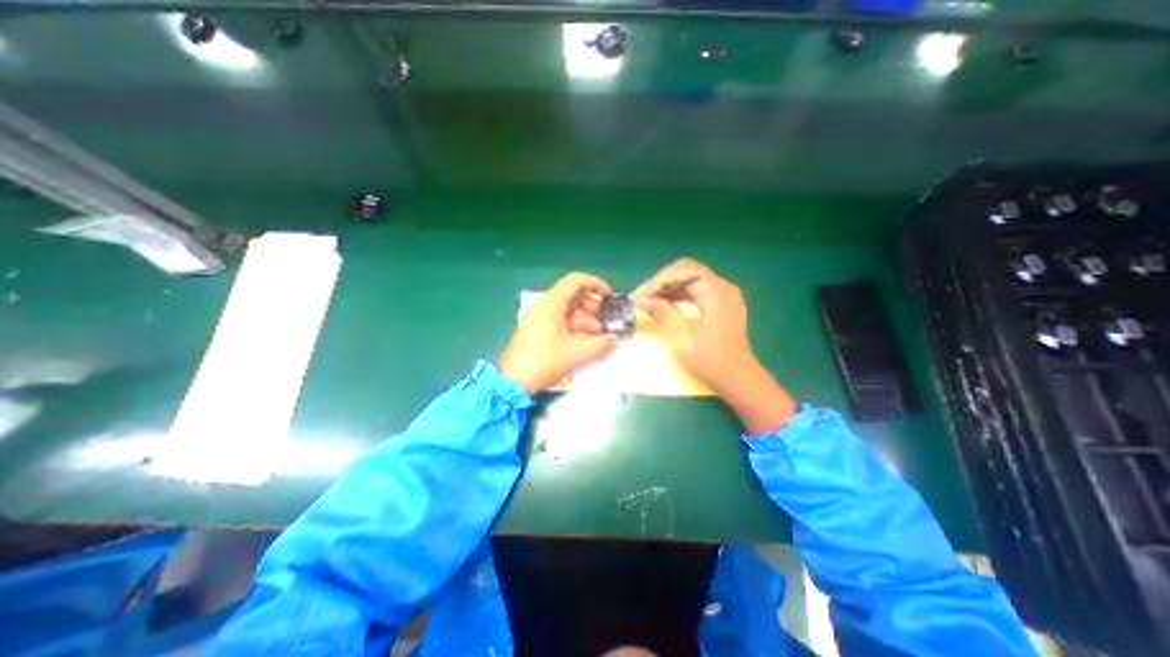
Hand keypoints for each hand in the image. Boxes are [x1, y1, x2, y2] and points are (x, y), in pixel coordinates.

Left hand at [495, 271, 614, 393]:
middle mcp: (546, 307)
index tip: (609, 297)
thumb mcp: (576, 353)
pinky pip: (562, 324)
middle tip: (606, 323)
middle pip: (574, 297)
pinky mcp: (540, 332)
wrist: (513, 381)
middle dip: (594, 308)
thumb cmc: (544, 361)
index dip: (596, 284)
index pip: (576, 281)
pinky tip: (586, 344)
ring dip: (587, 322)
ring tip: (599, 338)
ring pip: (569, 312)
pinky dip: (576, 330)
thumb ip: (600, 345)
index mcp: (553, 303)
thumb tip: (615, 340)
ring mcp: (541, 319)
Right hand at [636, 258, 800, 434]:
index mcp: (715, 291)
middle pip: (687, 270)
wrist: (738, 379)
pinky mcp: (724, 304)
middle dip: (662, 281)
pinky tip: (666, 305)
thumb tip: (643, 300)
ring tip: (650, 301)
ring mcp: (725, 295)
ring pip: (692, 279)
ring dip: (670, 287)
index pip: (680, 272)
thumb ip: (662, 313)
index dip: (655, 283)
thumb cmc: (709, 360)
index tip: (638, 298)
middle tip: (644, 297)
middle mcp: (723, 287)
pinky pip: (698, 290)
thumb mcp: (680, 338)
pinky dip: (681, 294)